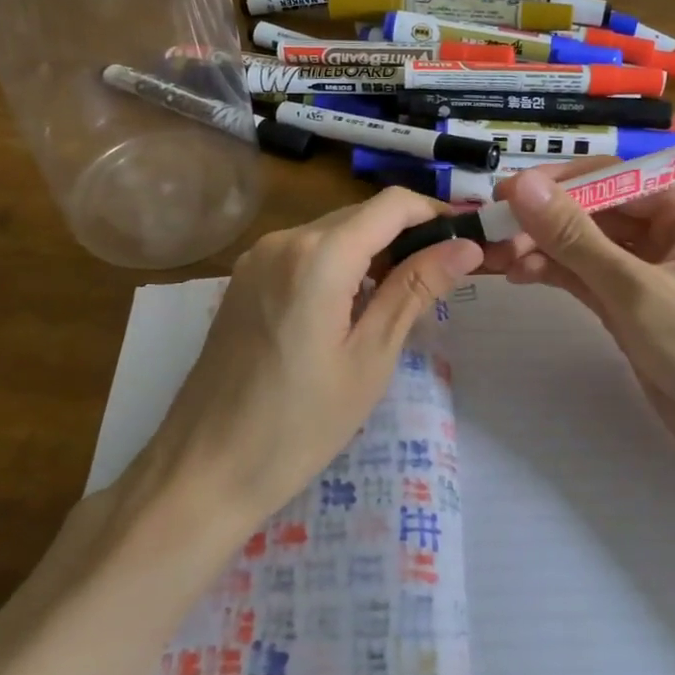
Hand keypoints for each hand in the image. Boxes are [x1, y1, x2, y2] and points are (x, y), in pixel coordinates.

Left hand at [147, 188, 483, 527]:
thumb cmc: (298, 425)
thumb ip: (415, 290)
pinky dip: (341, 264)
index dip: (437, 213)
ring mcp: (258, 258)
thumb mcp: (369, 358)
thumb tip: (466, 247)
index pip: (392, 204)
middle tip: (448, 274)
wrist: (204, 470)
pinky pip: (305, 253)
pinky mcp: (245, 279)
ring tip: (408, 294)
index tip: (469, 240)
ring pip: (334, 233)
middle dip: (410, 234)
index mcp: (318, 256)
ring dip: (375, 250)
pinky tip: (355, 305)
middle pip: (362, 215)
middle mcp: (283, 240)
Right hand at [485, 163, 674, 479]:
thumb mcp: (636, 291)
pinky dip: (558, 274)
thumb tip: (522, 185)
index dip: (556, 184)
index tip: (502, 195)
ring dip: (544, 249)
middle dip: (545, 221)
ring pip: (587, 246)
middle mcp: (672, 232)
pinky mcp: (637, 309)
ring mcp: (652, 273)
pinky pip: (590, 278)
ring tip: (497, 260)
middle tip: (491, 234)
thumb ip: (575, 237)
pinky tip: (522, 275)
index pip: (612, 178)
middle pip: (596, 211)